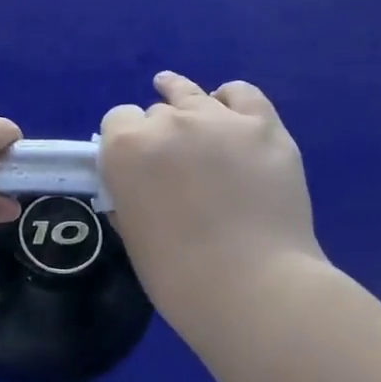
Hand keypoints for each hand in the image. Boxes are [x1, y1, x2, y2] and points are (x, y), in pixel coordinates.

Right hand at [100, 72, 325, 334]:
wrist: (253, 287)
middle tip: (172, 166)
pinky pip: (242, 94)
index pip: (116, 121)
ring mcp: (219, 120)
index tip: (135, 164)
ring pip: (193, 94)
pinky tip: (228, 110)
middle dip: (159, 133)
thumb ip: (129, 196)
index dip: (124, 141)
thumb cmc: (178, 274)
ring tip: (184, 105)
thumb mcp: (132, 233)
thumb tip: (137, 185)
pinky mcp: (263, 127)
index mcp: (126, 147)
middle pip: (156, 111)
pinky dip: (231, 100)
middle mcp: (168, 122)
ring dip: (185, 102)